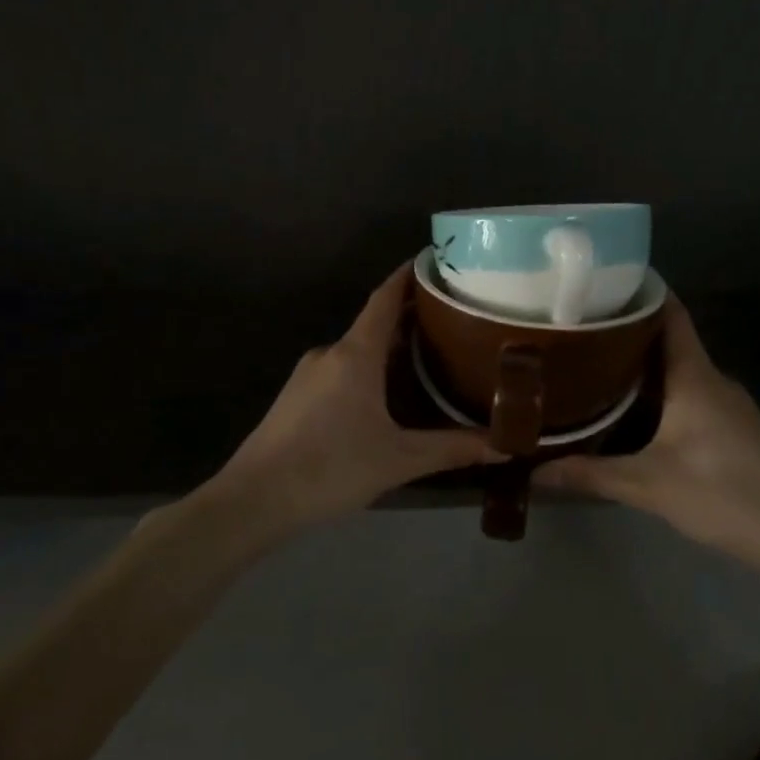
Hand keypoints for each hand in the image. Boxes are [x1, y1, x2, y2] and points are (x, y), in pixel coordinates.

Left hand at [205, 263, 498, 526]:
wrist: (254, 499)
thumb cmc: (331, 468)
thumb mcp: (399, 460)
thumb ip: (452, 449)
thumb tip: (505, 445)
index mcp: (355, 354)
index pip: (385, 299)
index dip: (408, 276)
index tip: (434, 260)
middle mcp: (330, 353)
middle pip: (375, 324)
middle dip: (411, 318)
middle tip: (453, 320)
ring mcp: (308, 374)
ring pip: (357, 350)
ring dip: (390, 348)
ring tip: (429, 358)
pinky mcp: (296, 397)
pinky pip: (341, 370)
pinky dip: (368, 369)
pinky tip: (387, 395)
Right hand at [536, 297, 759, 581]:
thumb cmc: (723, 496)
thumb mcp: (648, 486)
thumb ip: (590, 475)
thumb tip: (534, 471)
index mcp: (695, 377)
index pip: (671, 315)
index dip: (641, 292)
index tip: (601, 282)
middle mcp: (713, 380)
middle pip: (668, 341)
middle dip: (625, 333)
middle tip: (577, 330)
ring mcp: (728, 403)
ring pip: (678, 370)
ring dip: (641, 366)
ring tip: (592, 367)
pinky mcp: (734, 427)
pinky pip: (690, 393)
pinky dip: (659, 391)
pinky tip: (632, 410)